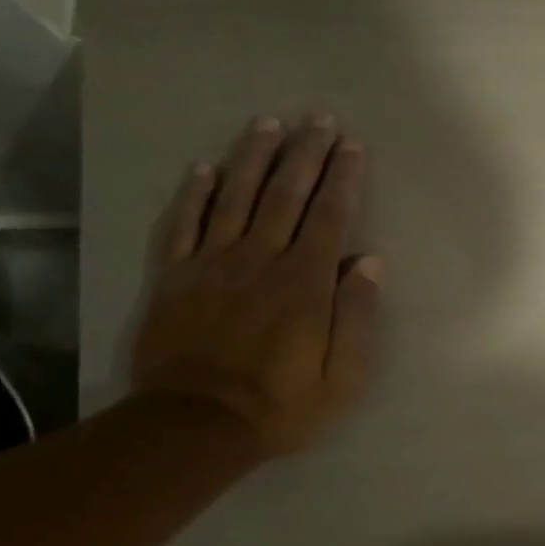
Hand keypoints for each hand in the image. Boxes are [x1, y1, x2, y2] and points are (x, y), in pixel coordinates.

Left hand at [131, 115, 379, 458]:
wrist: (195, 426)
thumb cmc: (282, 404)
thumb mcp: (344, 376)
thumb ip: (357, 316)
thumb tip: (370, 263)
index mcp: (305, 282)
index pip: (329, 215)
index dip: (342, 177)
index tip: (351, 145)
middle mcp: (260, 259)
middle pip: (286, 194)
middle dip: (306, 153)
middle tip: (318, 119)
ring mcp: (212, 263)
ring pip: (235, 196)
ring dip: (254, 157)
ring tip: (269, 124)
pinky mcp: (174, 276)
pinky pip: (183, 223)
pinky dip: (194, 193)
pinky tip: (205, 167)